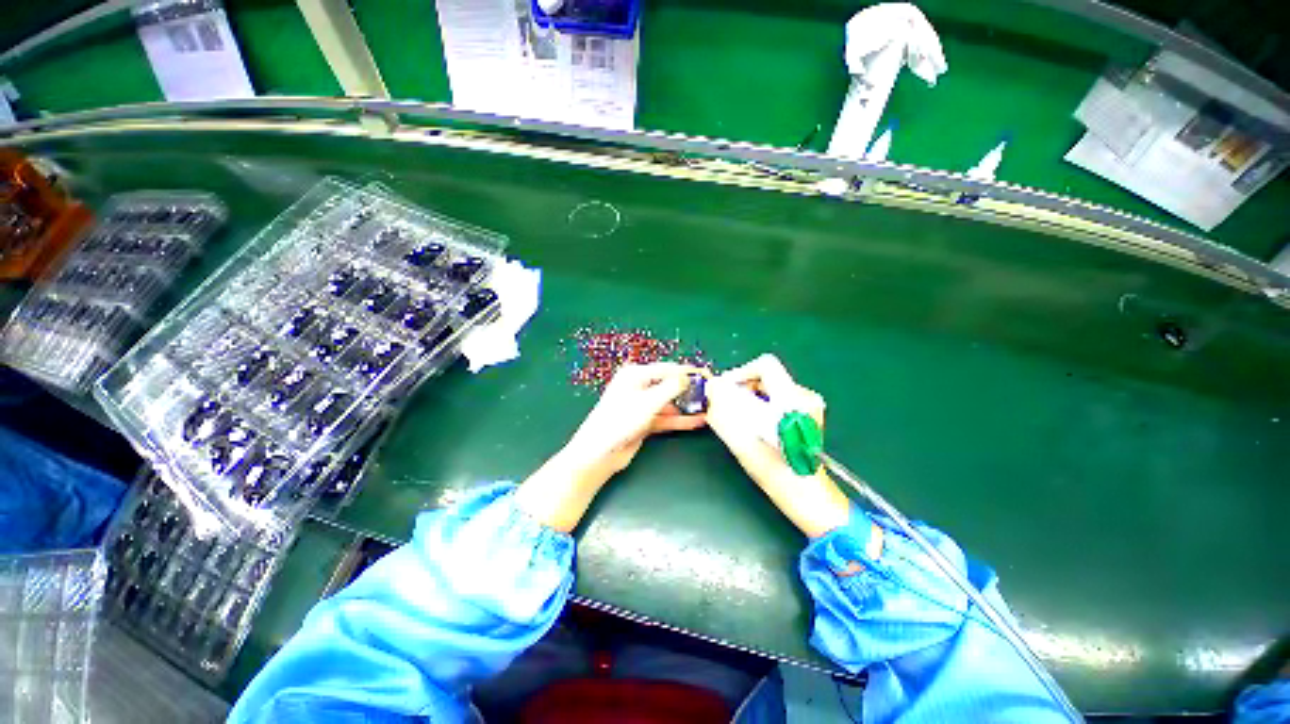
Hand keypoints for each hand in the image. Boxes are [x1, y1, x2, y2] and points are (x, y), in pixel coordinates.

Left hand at [515, 363, 706, 531]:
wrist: (599, 453)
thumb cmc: (621, 420)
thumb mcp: (648, 402)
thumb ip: (671, 388)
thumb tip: (688, 377)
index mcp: (636, 375)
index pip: (668, 369)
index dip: (689, 372)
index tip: (708, 375)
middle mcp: (639, 386)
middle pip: (669, 385)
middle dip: (689, 390)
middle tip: (712, 394)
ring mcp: (641, 405)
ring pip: (669, 403)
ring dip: (687, 407)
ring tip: (709, 408)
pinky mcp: (644, 422)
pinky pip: (665, 417)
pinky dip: (680, 419)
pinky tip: (698, 421)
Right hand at [706, 355, 850, 537]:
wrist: (803, 493)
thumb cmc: (772, 468)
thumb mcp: (740, 438)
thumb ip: (722, 409)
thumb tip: (712, 388)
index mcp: (791, 399)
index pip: (764, 365)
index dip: (740, 373)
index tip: (725, 390)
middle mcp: (804, 396)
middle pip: (767, 376)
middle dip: (744, 387)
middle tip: (728, 405)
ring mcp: (809, 405)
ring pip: (772, 388)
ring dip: (752, 397)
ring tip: (741, 417)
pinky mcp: (807, 414)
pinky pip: (779, 398)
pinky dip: (763, 405)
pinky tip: (756, 423)